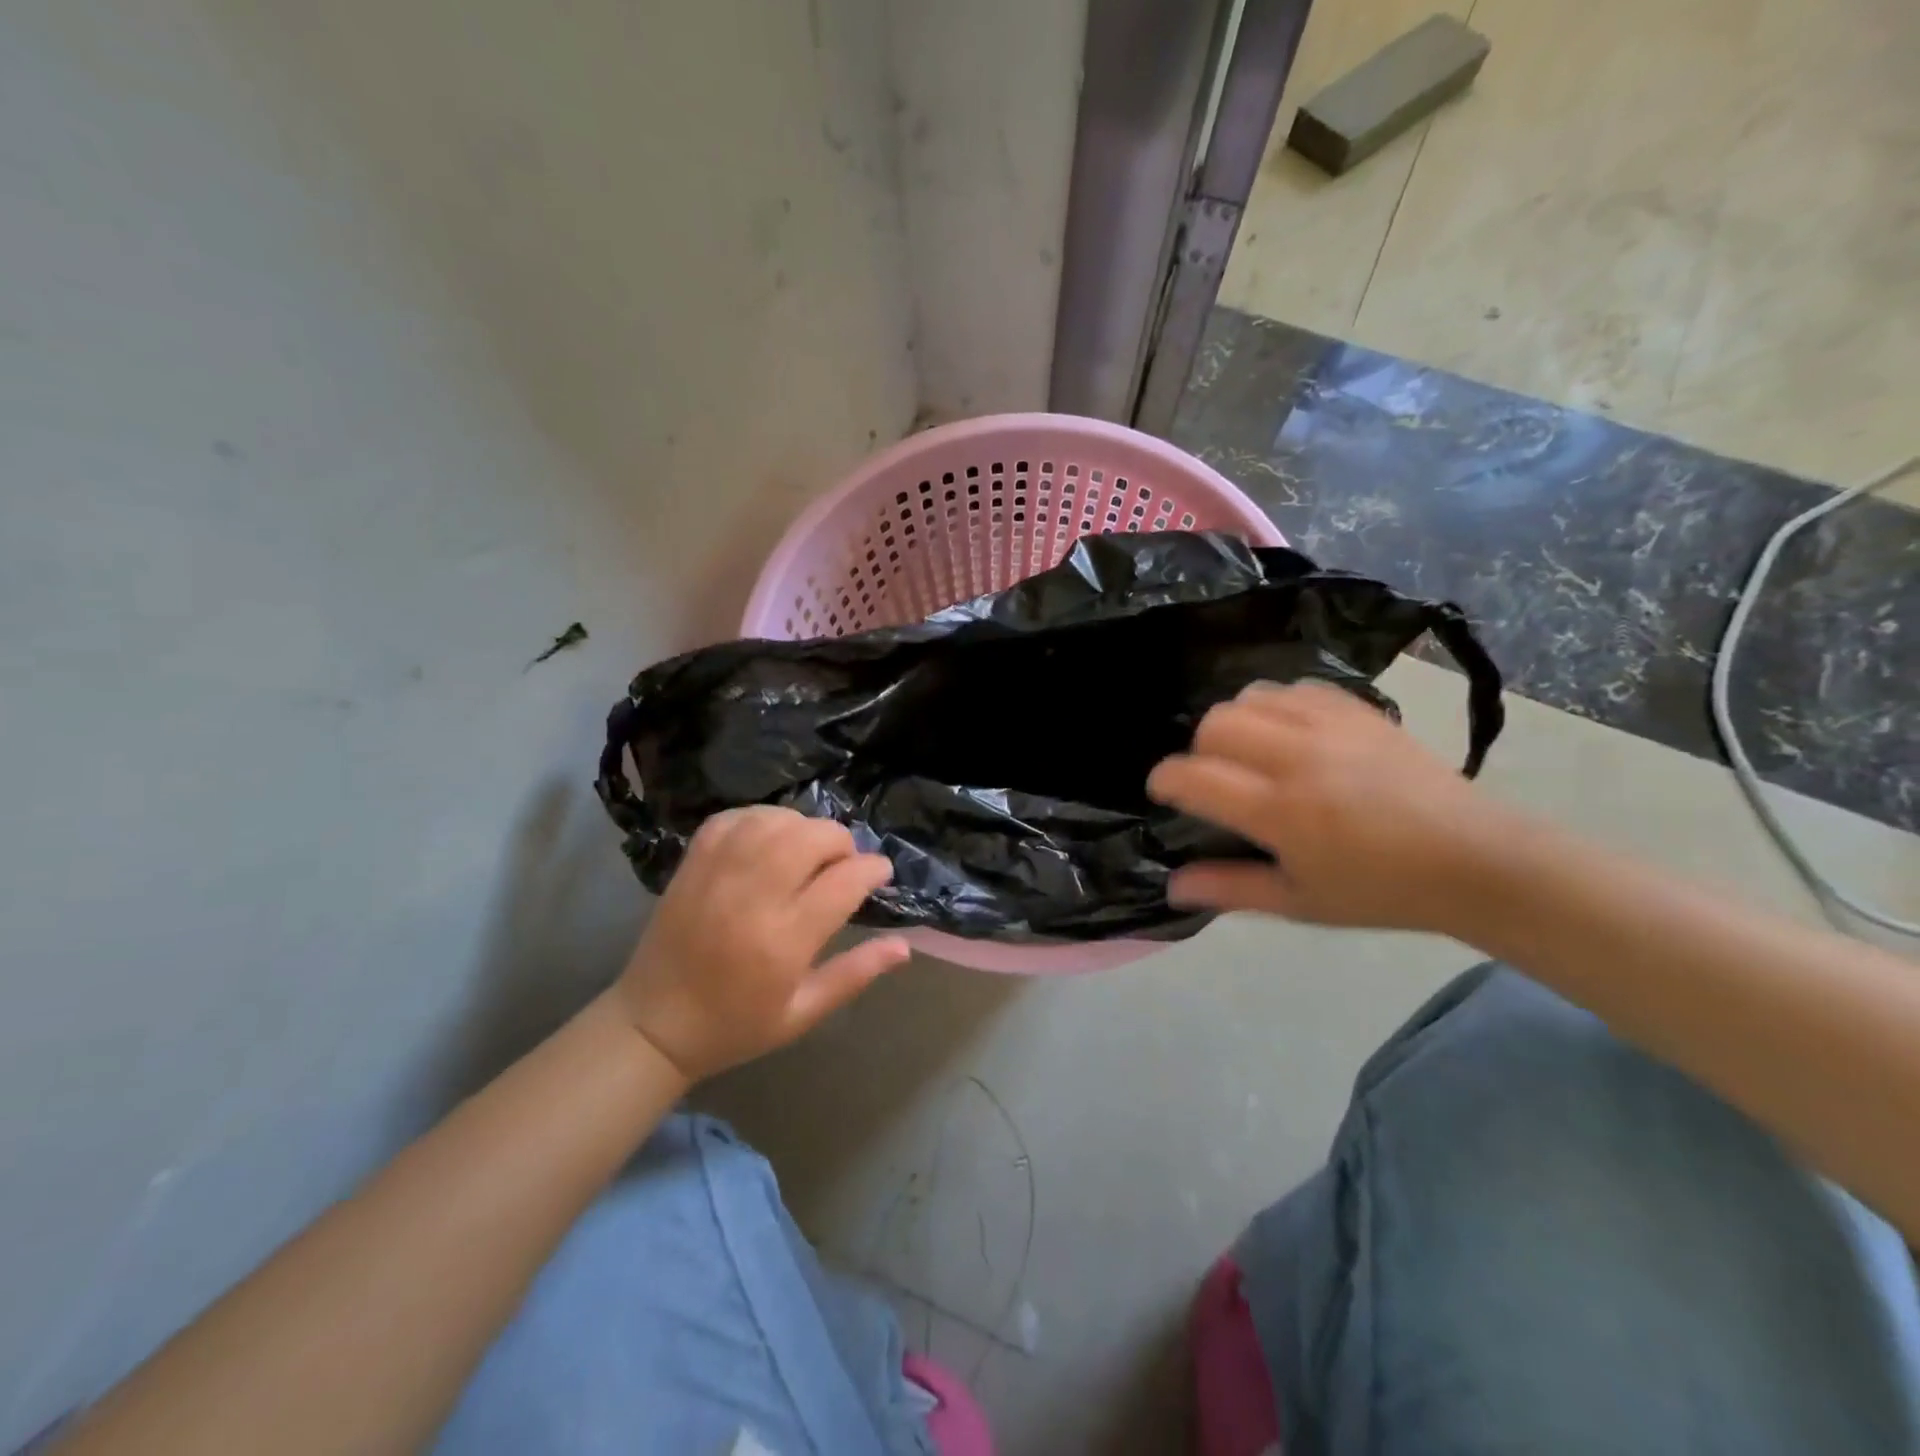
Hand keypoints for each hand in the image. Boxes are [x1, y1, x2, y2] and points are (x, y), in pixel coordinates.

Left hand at [608, 807, 910, 1081]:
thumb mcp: (803, 1014)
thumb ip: (855, 974)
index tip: (880, 873)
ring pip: (777, 821)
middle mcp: (753, 897)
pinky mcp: (693, 862)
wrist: (653, 1024)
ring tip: (807, 852)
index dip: (872, 870)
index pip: (844, 882)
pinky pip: (735, 818)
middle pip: (812, 838)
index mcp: (784, 940)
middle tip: (842, 865)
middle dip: (841, 843)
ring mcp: (719, 873)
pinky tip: (770, 839)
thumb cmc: (735, 1025)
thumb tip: (905, 946)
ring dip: (804, 828)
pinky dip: (762, 819)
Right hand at [1147, 681, 1506, 931]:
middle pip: (1217, 724)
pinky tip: (1288, 734)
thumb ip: (1230, 888)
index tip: (1163, 790)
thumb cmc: (1379, 891)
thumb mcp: (1299, 903)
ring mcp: (1332, 728)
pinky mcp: (1359, 712)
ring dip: (1236, 723)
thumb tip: (1172, 886)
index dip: (1165, 779)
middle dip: (1200, 750)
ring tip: (1252, 752)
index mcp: (1281, 813)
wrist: (1474, 860)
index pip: (1196, 777)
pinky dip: (1276, 706)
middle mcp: (1299, 759)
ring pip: (1252, 697)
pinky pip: (1296, 688)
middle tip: (1217, 778)